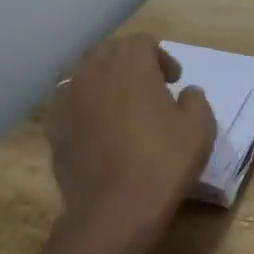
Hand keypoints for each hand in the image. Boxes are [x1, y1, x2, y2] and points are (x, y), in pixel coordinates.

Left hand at [46, 35, 215, 253]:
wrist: (114, 210)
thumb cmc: (162, 161)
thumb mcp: (200, 127)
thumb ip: (195, 99)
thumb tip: (187, 93)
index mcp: (130, 61)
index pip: (142, 43)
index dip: (161, 59)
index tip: (174, 81)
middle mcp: (94, 70)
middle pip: (110, 52)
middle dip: (129, 64)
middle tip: (148, 89)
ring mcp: (68, 97)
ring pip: (85, 75)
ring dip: (103, 83)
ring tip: (120, 107)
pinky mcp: (54, 126)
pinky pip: (69, 104)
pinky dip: (83, 108)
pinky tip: (97, 131)